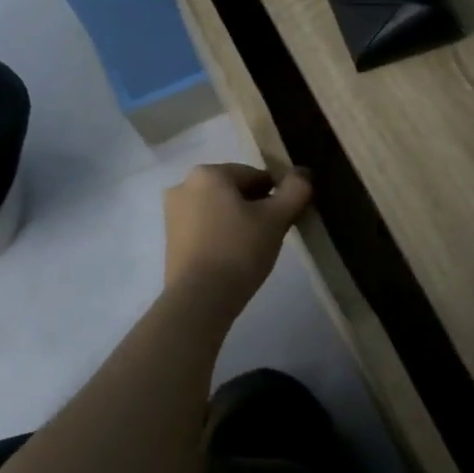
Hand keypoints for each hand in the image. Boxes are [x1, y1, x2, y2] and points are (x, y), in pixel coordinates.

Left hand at [162, 163, 312, 312]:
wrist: (199, 299)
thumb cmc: (238, 250)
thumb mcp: (276, 219)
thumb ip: (295, 190)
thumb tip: (303, 174)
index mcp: (208, 173)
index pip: (255, 176)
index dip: (276, 196)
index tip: (285, 219)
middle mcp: (184, 186)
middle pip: (234, 191)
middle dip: (255, 208)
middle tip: (271, 235)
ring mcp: (172, 214)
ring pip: (219, 209)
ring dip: (238, 221)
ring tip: (253, 249)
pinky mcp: (170, 240)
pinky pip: (204, 228)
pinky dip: (221, 236)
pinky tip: (233, 258)